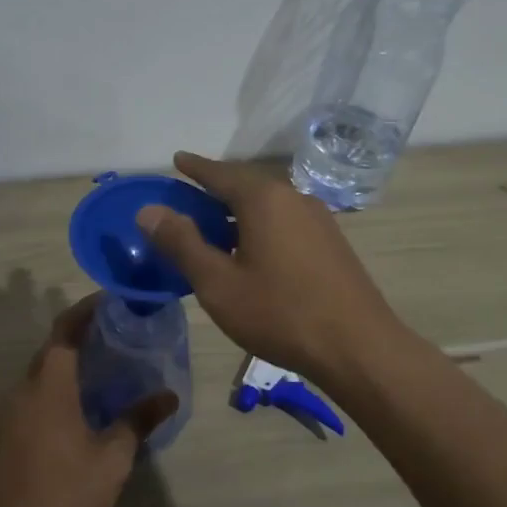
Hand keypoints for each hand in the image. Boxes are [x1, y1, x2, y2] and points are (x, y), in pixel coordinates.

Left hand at [0, 296, 177, 506]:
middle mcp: (22, 390)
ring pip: (40, 375)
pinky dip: (55, 388)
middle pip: (51, 350)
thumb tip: (169, 396)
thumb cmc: (63, 493)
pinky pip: (32, 396)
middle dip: (80, 336)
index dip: (86, 310)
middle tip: (116, 334)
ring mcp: (8, 414)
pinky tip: (79, 407)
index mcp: (48, 386)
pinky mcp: (3, 435)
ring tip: (103, 368)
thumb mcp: (112, 459)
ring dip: (67, 364)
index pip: (65, 331)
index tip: (110, 299)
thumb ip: (138, 421)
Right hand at [136, 151, 406, 386]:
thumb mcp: (218, 283)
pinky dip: (260, 224)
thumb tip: (149, 210)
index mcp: (264, 199)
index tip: (177, 159)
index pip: (220, 173)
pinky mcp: (331, 242)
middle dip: (217, 187)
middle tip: (190, 193)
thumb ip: (182, 243)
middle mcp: (293, 197)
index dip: (195, 167)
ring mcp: (318, 219)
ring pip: (268, 203)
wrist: (357, 347)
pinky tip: (252, 249)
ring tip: (215, 224)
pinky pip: (285, 220)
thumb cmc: (280, 313)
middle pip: (247, 183)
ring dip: (239, 208)